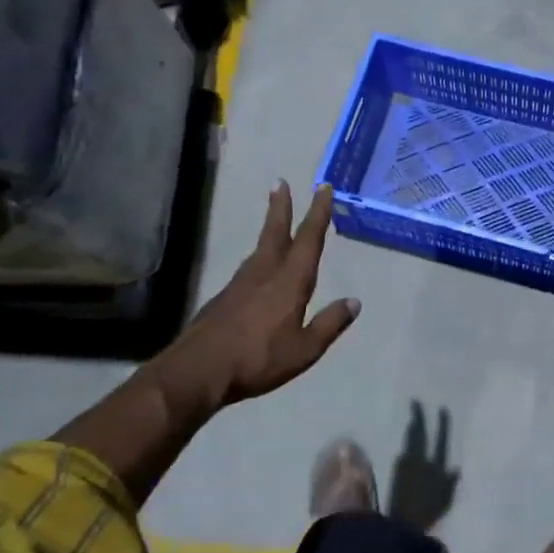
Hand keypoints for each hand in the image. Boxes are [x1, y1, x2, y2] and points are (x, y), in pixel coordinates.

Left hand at [148, 182, 359, 413]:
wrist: (199, 370)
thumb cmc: (258, 359)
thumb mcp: (305, 349)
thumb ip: (329, 324)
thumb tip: (354, 302)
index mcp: (289, 282)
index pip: (308, 240)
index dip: (318, 213)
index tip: (323, 188)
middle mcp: (265, 273)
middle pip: (275, 232)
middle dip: (281, 207)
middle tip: (280, 182)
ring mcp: (241, 284)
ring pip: (260, 248)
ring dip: (270, 228)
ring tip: (275, 219)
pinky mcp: (225, 297)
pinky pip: (249, 267)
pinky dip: (259, 255)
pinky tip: (259, 266)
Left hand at [389, 401, 459, 532]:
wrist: (403, 524)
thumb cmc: (428, 514)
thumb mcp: (446, 501)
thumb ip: (451, 484)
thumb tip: (456, 468)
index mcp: (437, 467)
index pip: (440, 441)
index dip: (442, 425)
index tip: (441, 409)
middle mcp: (421, 461)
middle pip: (420, 434)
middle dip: (419, 417)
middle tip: (415, 402)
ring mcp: (406, 464)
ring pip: (409, 441)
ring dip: (411, 429)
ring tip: (412, 419)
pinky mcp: (394, 471)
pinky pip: (402, 453)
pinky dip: (405, 445)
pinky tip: (405, 444)